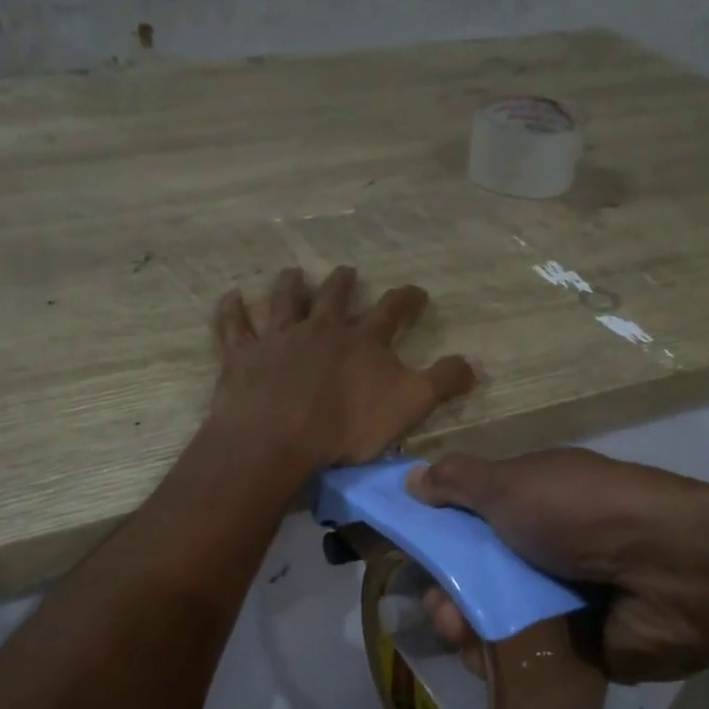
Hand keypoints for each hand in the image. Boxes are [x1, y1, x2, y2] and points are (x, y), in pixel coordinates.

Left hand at [209, 266, 476, 472]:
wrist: (278, 437)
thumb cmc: (346, 426)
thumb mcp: (409, 406)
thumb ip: (442, 382)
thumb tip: (477, 363)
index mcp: (362, 341)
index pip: (392, 311)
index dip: (406, 299)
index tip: (416, 291)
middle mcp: (321, 329)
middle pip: (335, 297)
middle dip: (344, 283)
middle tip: (348, 271)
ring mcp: (279, 338)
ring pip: (284, 301)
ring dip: (290, 285)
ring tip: (294, 272)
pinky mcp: (243, 355)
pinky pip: (235, 326)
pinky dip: (232, 310)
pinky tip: (231, 296)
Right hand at [407, 449, 708, 684]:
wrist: (670, 571)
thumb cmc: (581, 514)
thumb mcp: (511, 483)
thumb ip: (458, 480)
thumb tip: (412, 477)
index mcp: (535, 504)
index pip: (473, 521)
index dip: (439, 537)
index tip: (414, 555)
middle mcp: (547, 550)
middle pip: (478, 576)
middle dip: (447, 592)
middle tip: (441, 606)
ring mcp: (564, 601)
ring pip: (496, 620)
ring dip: (465, 627)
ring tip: (461, 634)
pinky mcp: (578, 648)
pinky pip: (524, 657)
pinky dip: (500, 660)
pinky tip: (486, 662)